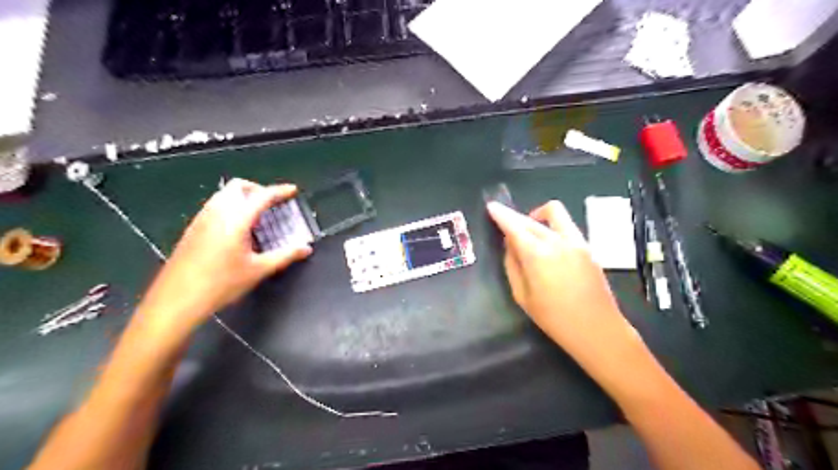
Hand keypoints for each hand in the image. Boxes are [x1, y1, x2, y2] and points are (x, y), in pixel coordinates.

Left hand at [140, 178, 310, 329]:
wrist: (177, 299)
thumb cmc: (221, 284)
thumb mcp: (258, 270)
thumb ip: (285, 256)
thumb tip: (306, 249)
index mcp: (236, 219)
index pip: (262, 196)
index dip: (280, 191)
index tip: (293, 190)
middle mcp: (217, 212)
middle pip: (238, 187)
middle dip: (258, 190)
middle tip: (273, 204)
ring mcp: (202, 219)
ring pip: (224, 195)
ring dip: (243, 198)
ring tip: (258, 217)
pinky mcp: (193, 228)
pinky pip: (215, 206)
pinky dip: (231, 207)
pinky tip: (238, 229)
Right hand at [485, 199, 642, 363]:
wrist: (598, 329)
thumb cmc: (554, 319)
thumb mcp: (522, 296)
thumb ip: (513, 266)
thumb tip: (510, 245)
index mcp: (538, 255)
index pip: (515, 226)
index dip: (501, 215)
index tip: (491, 206)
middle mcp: (558, 241)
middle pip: (531, 219)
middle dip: (515, 217)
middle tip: (504, 222)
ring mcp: (577, 242)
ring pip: (555, 213)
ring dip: (537, 216)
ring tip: (529, 231)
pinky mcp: (588, 247)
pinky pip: (567, 226)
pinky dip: (552, 226)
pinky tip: (548, 244)